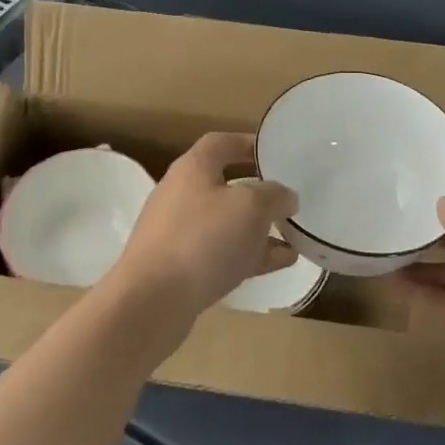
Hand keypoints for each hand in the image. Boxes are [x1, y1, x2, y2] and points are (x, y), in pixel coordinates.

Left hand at [110, 133, 299, 327]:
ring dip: (259, 228)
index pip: (222, 142)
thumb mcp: (250, 207)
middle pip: (225, 184)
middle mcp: (182, 194)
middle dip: (259, 192)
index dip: (249, 143)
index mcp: (193, 168)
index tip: (277, 153)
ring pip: (226, 223)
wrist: (152, 302)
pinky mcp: (180, 267)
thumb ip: (274, 195)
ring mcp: (179, 233)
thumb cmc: (203, 239)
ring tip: (293, 236)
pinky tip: (281, 262)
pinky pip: (222, 253)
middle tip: (288, 199)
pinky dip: (250, 254)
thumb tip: (286, 196)